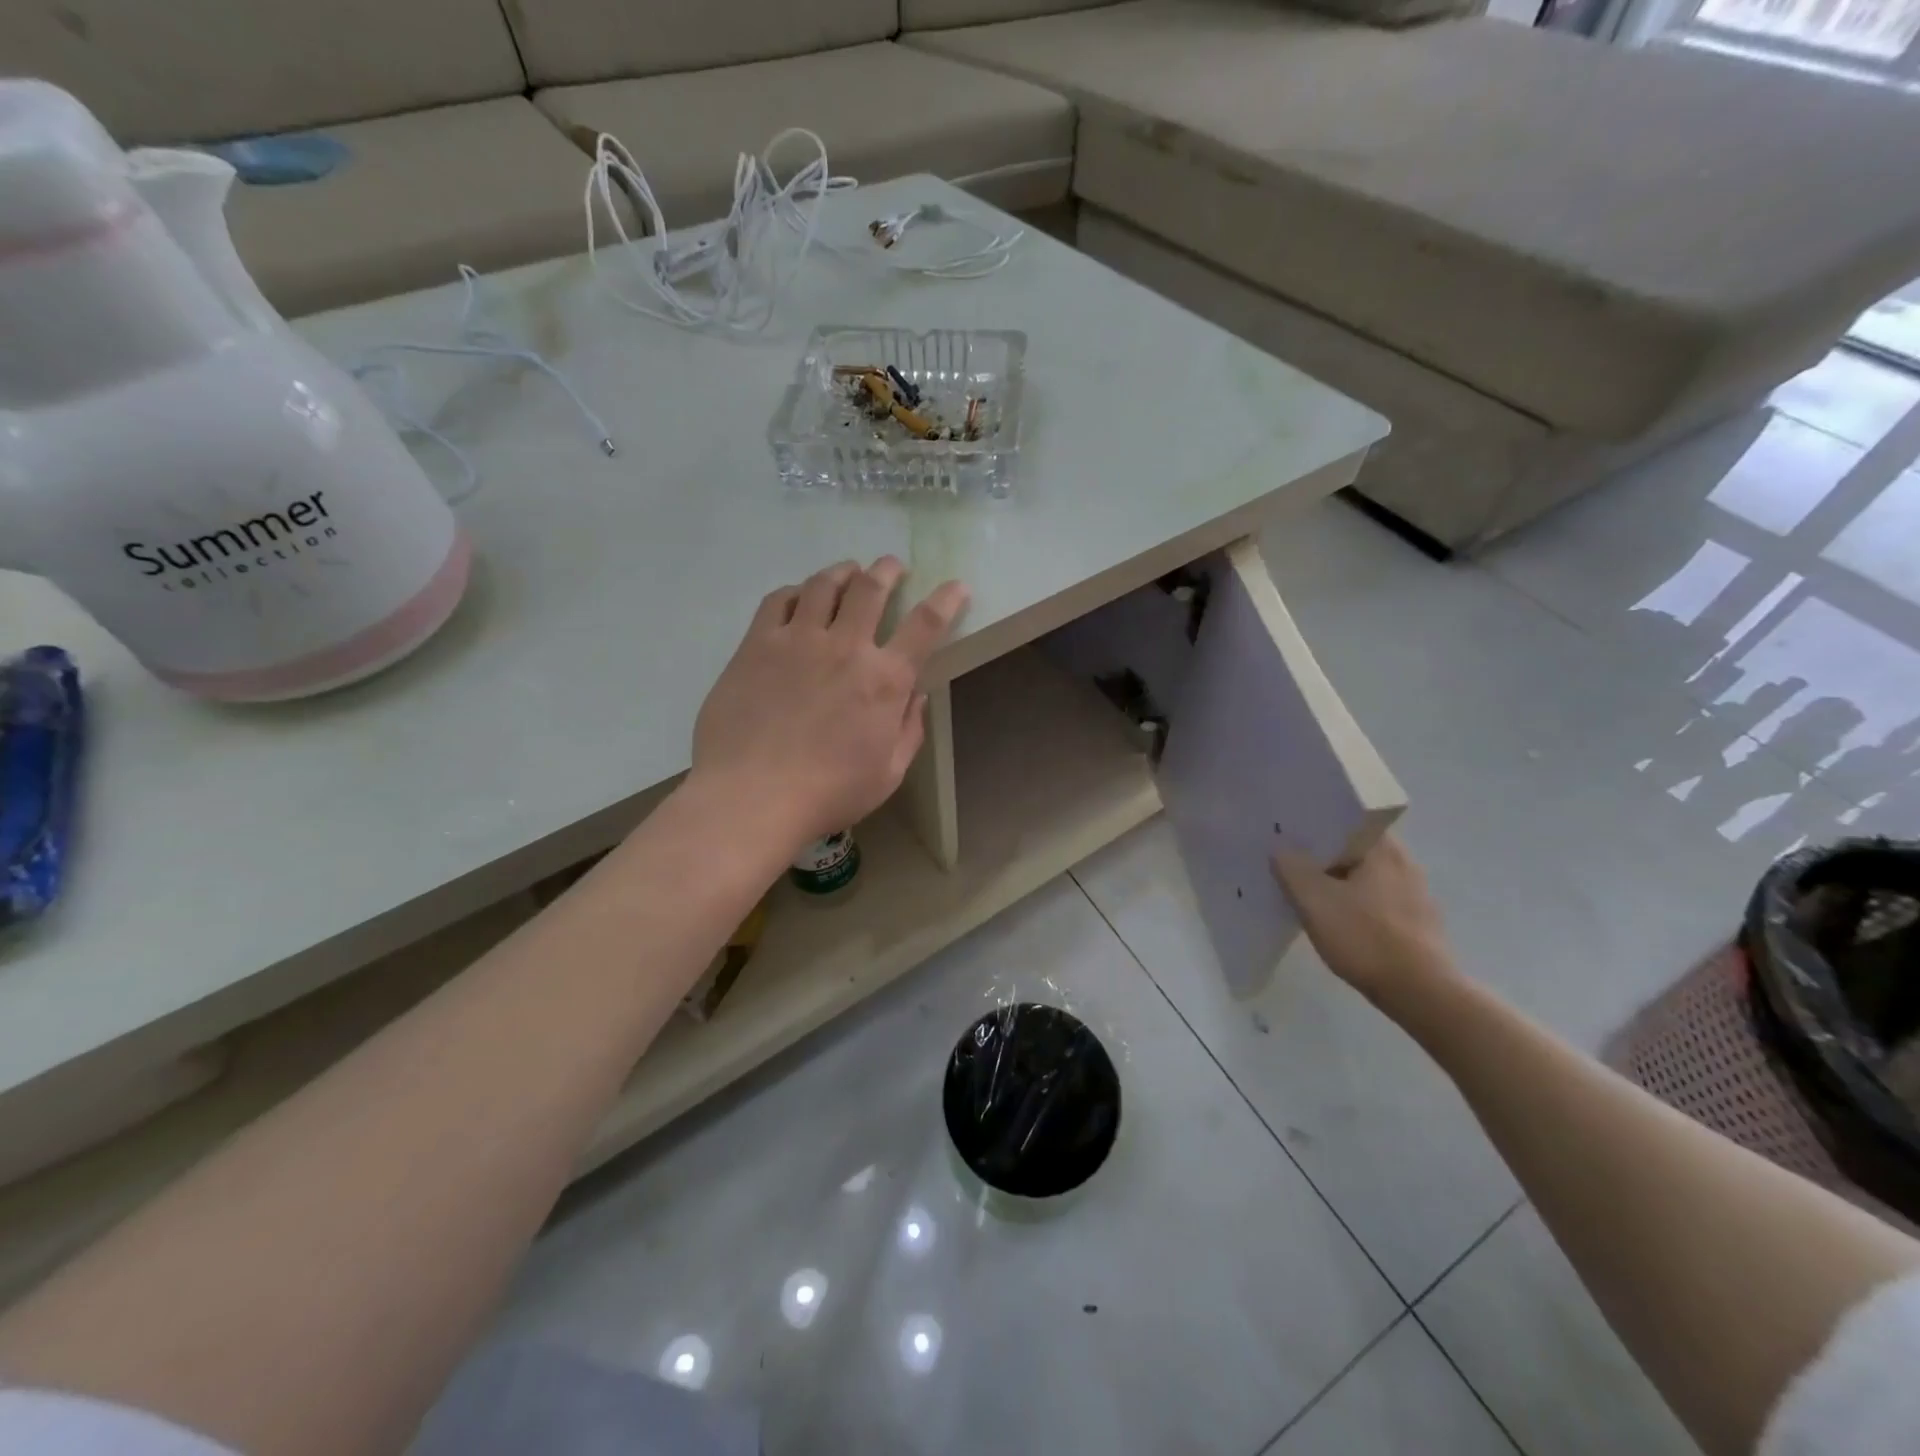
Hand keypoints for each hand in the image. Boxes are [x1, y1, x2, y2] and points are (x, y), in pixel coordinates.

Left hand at [691, 557, 968, 853]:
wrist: (752, 796)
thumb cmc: (828, 793)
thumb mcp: (888, 774)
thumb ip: (909, 730)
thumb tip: (917, 695)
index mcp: (885, 680)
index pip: (926, 625)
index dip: (946, 600)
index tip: (957, 586)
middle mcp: (846, 647)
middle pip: (872, 588)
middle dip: (888, 570)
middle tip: (892, 566)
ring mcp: (798, 640)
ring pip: (825, 585)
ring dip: (843, 572)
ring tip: (848, 571)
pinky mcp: (757, 644)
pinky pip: (779, 601)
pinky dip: (796, 591)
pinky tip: (799, 596)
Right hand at [1272, 835, 1457, 1005]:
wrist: (1421, 994)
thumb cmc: (1365, 938)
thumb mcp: (1314, 901)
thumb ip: (1292, 869)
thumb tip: (1281, 849)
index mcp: (1384, 849)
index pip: (1346, 821)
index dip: (1316, 825)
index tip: (1290, 835)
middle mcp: (1405, 863)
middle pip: (1354, 849)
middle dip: (1323, 857)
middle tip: (1290, 863)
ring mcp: (1415, 894)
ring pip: (1365, 877)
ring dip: (1339, 882)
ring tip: (1308, 893)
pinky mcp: (1417, 922)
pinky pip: (1376, 901)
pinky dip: (1355, 905)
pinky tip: (1337, 921)